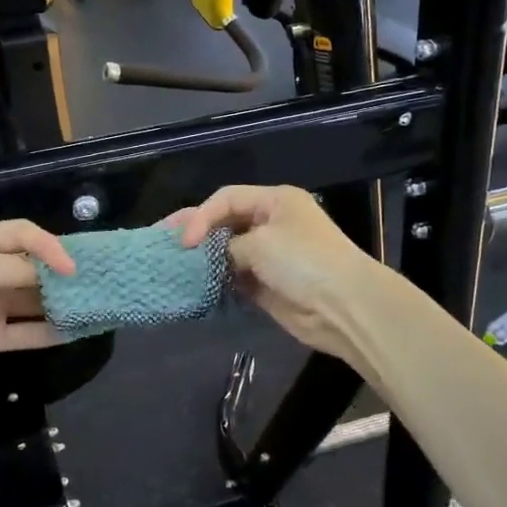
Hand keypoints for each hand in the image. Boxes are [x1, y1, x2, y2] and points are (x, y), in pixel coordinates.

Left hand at [0, 220, 75, 408]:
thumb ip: (22, 269)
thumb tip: (53, 274)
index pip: (22, 234)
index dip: (49, 246)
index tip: (72, 267)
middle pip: (27, 267)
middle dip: (58, 275)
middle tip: (91, 284)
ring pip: (29, 301)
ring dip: (56, 303)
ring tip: (90, 306)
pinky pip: (23, 331)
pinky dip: (47, 331)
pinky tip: (73, 331)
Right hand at [175, 186, 383, 366]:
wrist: (344, 308)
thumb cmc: (304, 262)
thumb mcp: (261, 243)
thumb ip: (228, 245)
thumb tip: (214, 257)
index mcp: (275, 201)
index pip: (226, 199)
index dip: (201, 216)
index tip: (183, 241)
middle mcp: (272, 224)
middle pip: (225, 223)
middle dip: (196, 232)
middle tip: (162, 242)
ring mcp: (270, 256)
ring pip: (227, 251)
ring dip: (204, 258)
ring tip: (172, 264)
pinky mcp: (267, 285)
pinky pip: (234, 278)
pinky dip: (216, 280)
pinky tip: (195, 285)